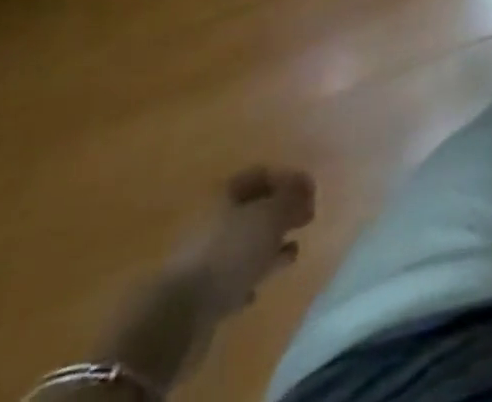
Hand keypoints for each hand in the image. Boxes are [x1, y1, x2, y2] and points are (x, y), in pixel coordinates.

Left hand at [171, 167, 316, 316]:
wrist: (179, 316)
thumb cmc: (230, 252)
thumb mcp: (270, 217)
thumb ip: (291, 198)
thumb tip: (304, 188)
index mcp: (225, 193)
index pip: (263, 174)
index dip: (290, 180)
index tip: (312, 193)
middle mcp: (213, 219)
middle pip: (253, 209)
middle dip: (281, 213)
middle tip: (307, 219)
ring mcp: (204, 257)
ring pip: (244, 244)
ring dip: (268, 247)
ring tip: (292, 253)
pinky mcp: (200, 293)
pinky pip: (231, 278)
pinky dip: (248, 278)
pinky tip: (259, 287)